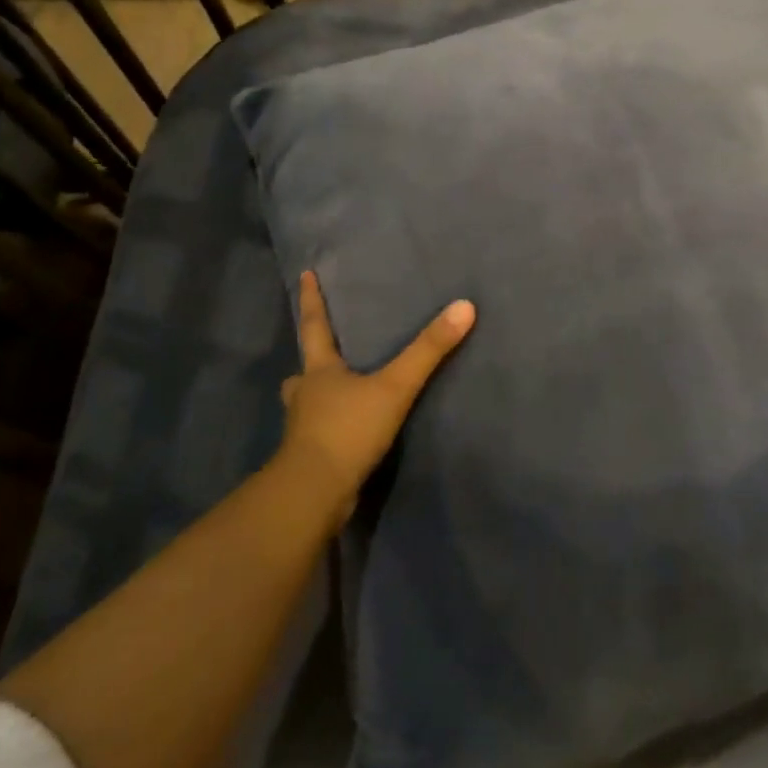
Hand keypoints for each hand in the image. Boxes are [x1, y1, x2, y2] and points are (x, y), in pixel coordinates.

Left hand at [277, 270, 475, 516]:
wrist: (314, 492)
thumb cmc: (348, 429)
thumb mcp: (395, 386)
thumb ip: (429, 350)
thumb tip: (465, 306)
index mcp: (319, 371)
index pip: (314, 326)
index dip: (312, 300)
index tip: (305, 274)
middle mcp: (306, 395)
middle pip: (304, 370)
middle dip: (312, 360)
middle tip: (322, 353)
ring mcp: (303, 428)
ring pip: (307, 403)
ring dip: (317, 396)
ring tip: (338, 394)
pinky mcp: (309, 457)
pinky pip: (319, 432)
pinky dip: (329, 427)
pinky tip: (347, 433)